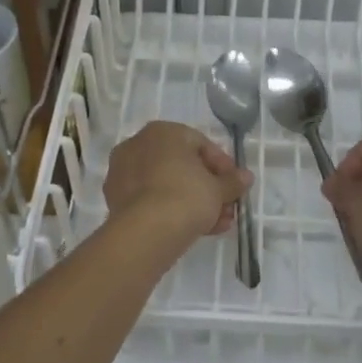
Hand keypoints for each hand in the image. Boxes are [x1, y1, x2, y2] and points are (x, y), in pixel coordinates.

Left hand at [105, 121, 252, 241]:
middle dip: (208, 188)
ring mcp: (123, 173)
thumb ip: (232, 181)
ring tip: (217, 224)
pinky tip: (195, 230)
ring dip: (194, 202)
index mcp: (162, 132)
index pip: (200, 143)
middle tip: (227, 207)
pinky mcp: (116, 199)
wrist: (147, 231)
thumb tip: (246, 177)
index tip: (235, 185)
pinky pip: (152, 200)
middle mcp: (138, 145)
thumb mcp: (218, 189)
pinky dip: (172, 211)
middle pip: (182, 166)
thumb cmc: (186, 195)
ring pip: (166, 185)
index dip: (223, 166)